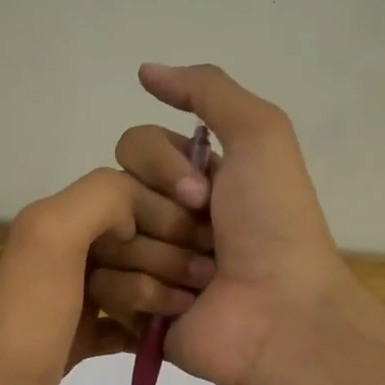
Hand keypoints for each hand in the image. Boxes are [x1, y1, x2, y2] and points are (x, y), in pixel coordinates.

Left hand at [0, 167, 200, 384]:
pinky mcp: (77, 339)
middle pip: (134, 240)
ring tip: (186, 310)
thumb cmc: (28, 321)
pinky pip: (124, 323)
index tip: (203, 238)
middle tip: (202, 280)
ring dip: (163, 291)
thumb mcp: (53, 238)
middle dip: (169, 255)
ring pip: (133, 281)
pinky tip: (169, 338)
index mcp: (57, 220)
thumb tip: (144, 207)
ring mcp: (71, 299)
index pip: (128, 196)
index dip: (166, 212)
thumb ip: (101, 200)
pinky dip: (147, 328)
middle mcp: (63, 253)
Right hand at [104, 63, 355, 384]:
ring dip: (160, 260)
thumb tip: (145, 71)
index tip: (201, 194)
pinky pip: (102, 288)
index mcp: (189, 178)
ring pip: (103, 242)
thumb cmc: (274, 225)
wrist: (281, 314)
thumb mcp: (260, 135)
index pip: (133, 147)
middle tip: (207, 243)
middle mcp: (163, 217)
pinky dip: (146, 296)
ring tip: (200, 283)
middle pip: (111, 193)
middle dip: (160, 218)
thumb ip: (207, 90)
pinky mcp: (133, 312)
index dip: (159, 167)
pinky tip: (182, 308)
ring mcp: (146, 265)